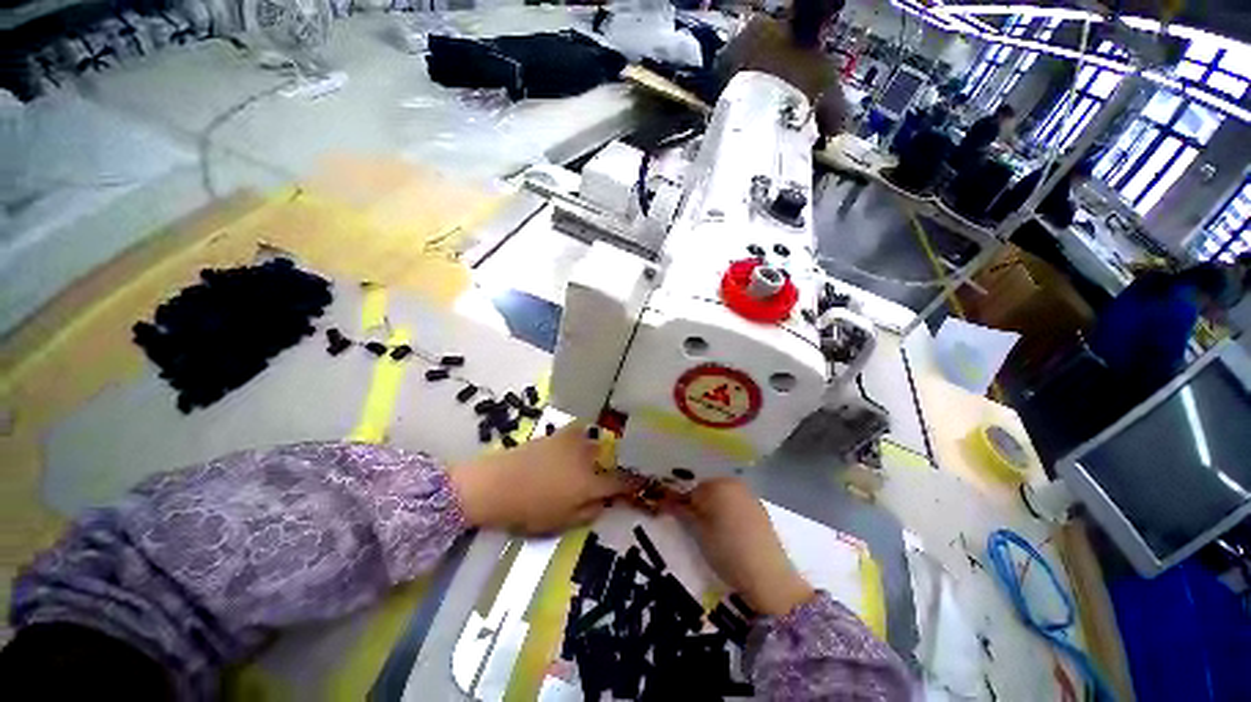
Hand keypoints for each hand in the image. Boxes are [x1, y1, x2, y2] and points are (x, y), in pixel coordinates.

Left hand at [449, 424, 637, 534]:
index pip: (619, 482)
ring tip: (587, 460)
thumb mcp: (561, 523)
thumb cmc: (529, 510)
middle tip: (605, 475)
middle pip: (608, 459)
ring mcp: (572, 442)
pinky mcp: (558, 434)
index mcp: (589, 483)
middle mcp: (586, 457)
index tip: (641, 483)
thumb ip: (588, 513)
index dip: (632, 483)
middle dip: (610, 466)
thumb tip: (602, 503)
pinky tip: (571, 447)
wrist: (496, 483)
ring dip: (595, 452)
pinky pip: (578, 434)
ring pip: (594, 443)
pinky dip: (580, 439)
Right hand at [674, 478, 813, 616]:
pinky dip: (728, 513)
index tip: (674, 516)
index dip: (681, 503)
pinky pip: (737, 505)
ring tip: (710, 531)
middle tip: (692, 525)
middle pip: (708, 489)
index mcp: (717, 485)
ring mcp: (749, 496)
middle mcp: (734, 484)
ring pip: (723, 497)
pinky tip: (728, 533)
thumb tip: (666, 501)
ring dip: (713, 508)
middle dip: (698, 503)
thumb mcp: (698, 532)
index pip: (691, 489)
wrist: (767, 576)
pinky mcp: (760, 511)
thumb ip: (682, 512)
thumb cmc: (726, 550)